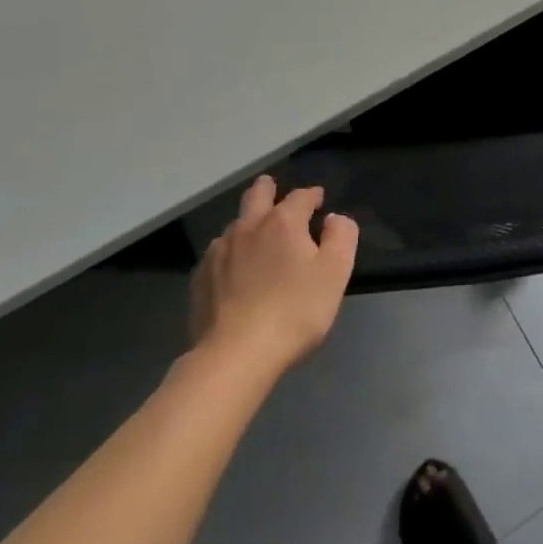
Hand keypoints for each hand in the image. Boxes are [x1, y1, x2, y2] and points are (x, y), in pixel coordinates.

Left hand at [191, 177, 358, 373]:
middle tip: (274, 190)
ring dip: (248, 223)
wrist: (235, 355)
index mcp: (283, 222)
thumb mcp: (335, 273)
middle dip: (268, 188)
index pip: (300, 196)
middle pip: (257, 194)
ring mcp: (219, 252)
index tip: (319, 200)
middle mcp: (248, 227)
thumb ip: (342, 237)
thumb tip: (334, 218)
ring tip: (256, 237)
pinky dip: (230, 253)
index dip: (312, 195)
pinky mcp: (201, 278)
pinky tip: (233, 271)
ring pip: (235, 224)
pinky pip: (218, 254)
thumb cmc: (294, 311)